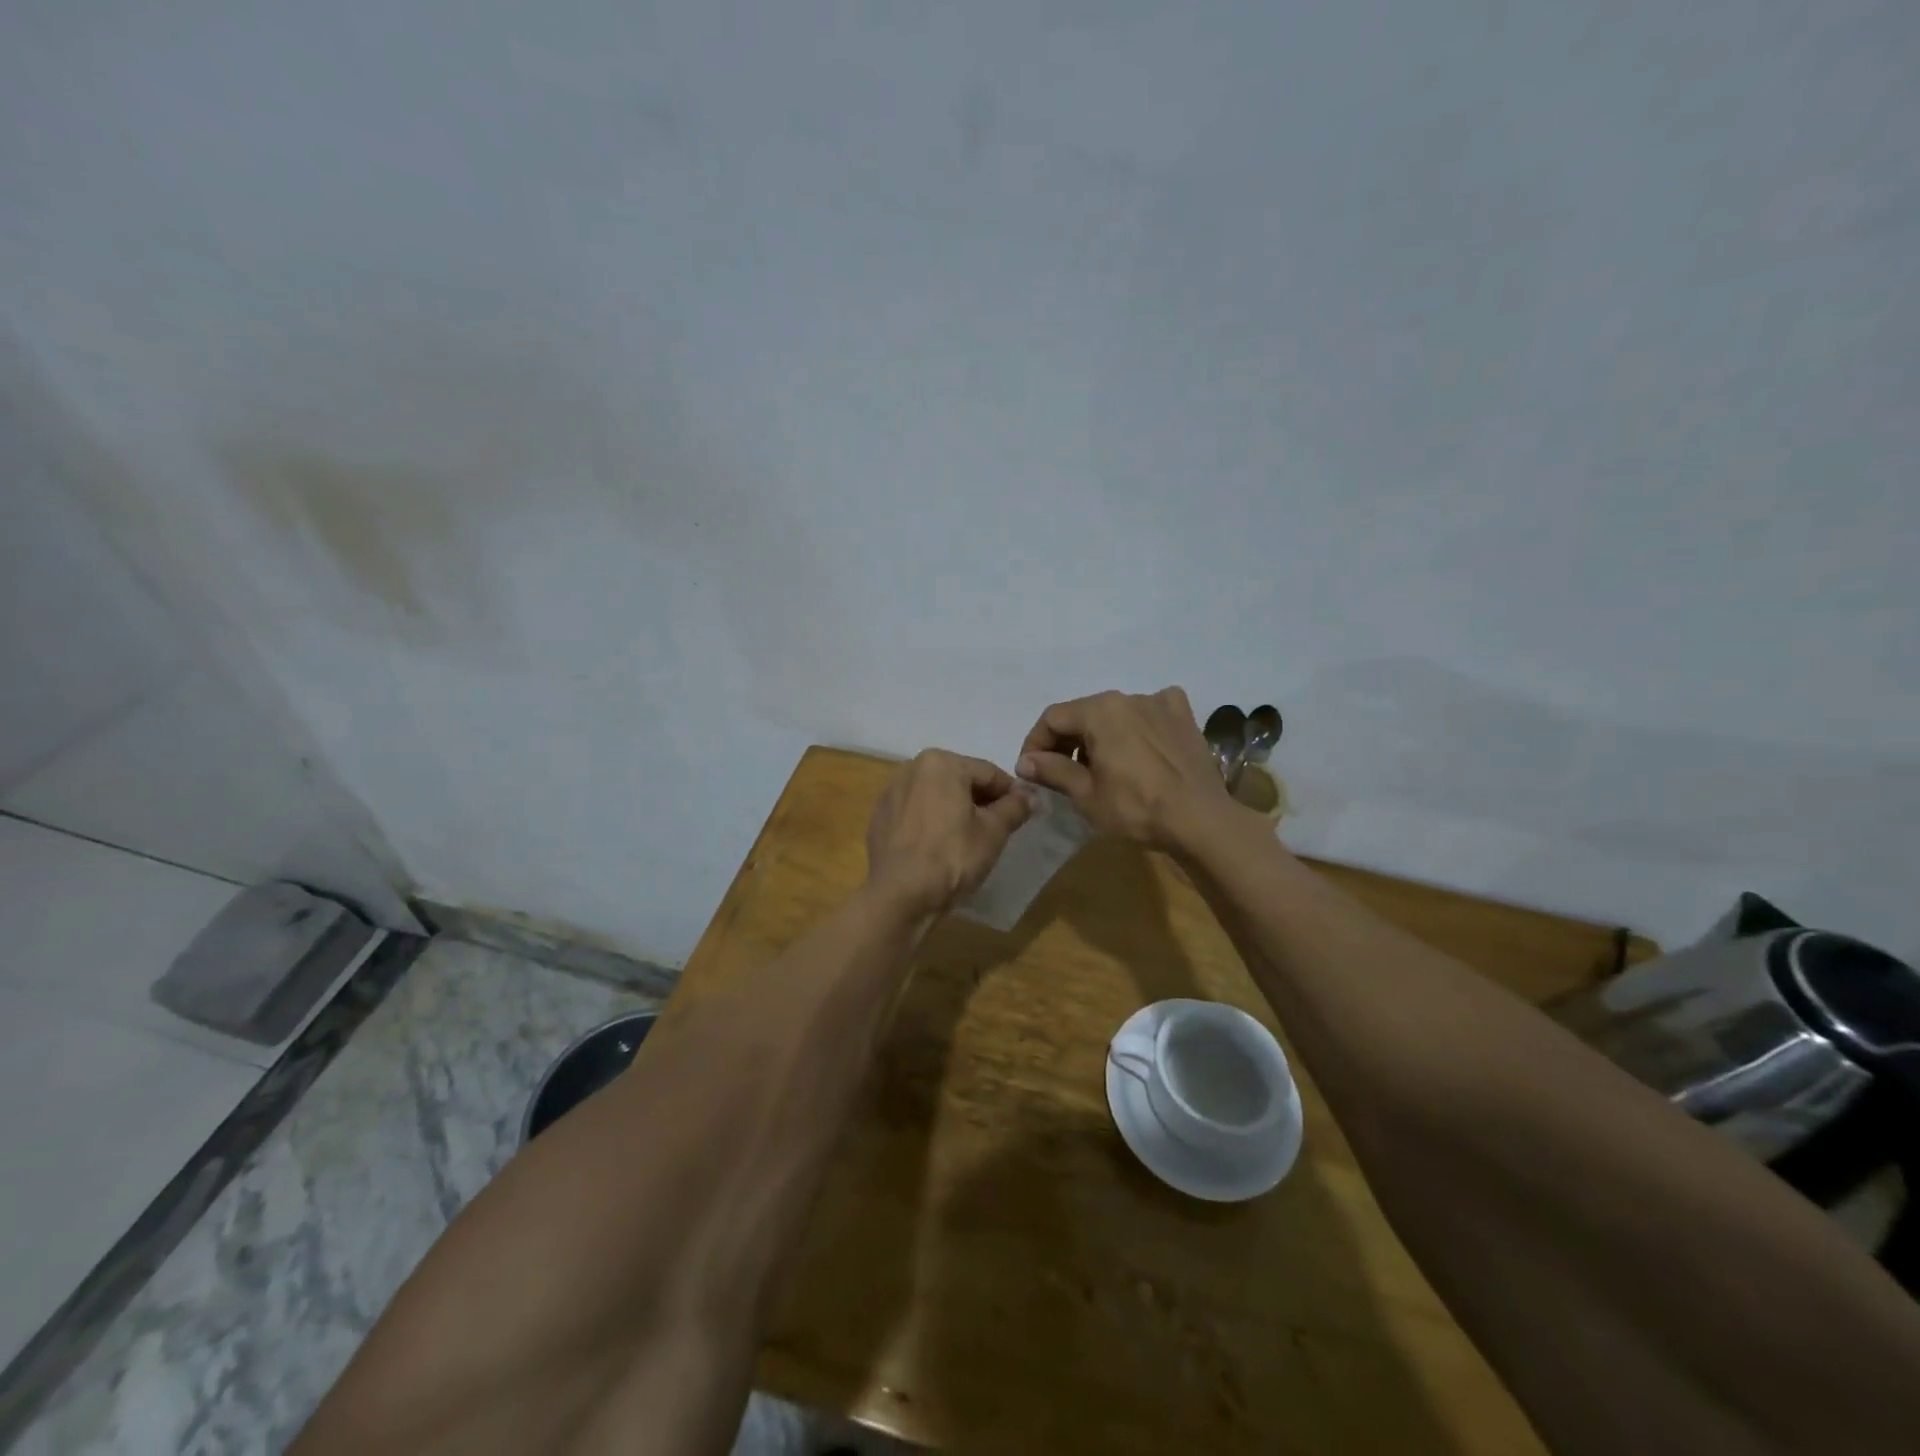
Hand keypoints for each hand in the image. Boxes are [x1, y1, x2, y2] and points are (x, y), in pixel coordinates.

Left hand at [865, 749, 1033, 917]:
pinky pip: (915, 811)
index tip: (1024, 812)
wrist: (899, 896)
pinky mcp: (879, 816)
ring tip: (968, 838)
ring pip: (935, 794)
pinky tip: (938, 846)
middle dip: (980, 799)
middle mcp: (911, 767)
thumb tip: (1030, 795)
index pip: (988, 773)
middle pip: (959, 779)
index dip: (1010, 793)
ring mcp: (891, 792)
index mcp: (941, 763)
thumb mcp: (993, 832)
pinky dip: (930, 821)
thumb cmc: (952, 857)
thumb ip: (1014, 807)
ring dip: (954, 809)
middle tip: (997, 827)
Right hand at [1015, 687, 1242, 848]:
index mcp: (1100, 710)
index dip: (1035, 743)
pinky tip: (1141, 744)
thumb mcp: (1085, 793)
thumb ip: (1052, 770)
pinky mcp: (1184, 717)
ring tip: (1101, 767)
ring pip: (1116, 713)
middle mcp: (1128, 697)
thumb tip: (1024, 761)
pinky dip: (1140, 723)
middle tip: (1061, 773)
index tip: (1031, 770)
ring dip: (1100, 735)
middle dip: (1066, 741)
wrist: (1201, 820)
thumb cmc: (1136, 807)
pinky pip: (1152, 711)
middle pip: (1084, 713)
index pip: (1052, 718)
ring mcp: (1160, 703)